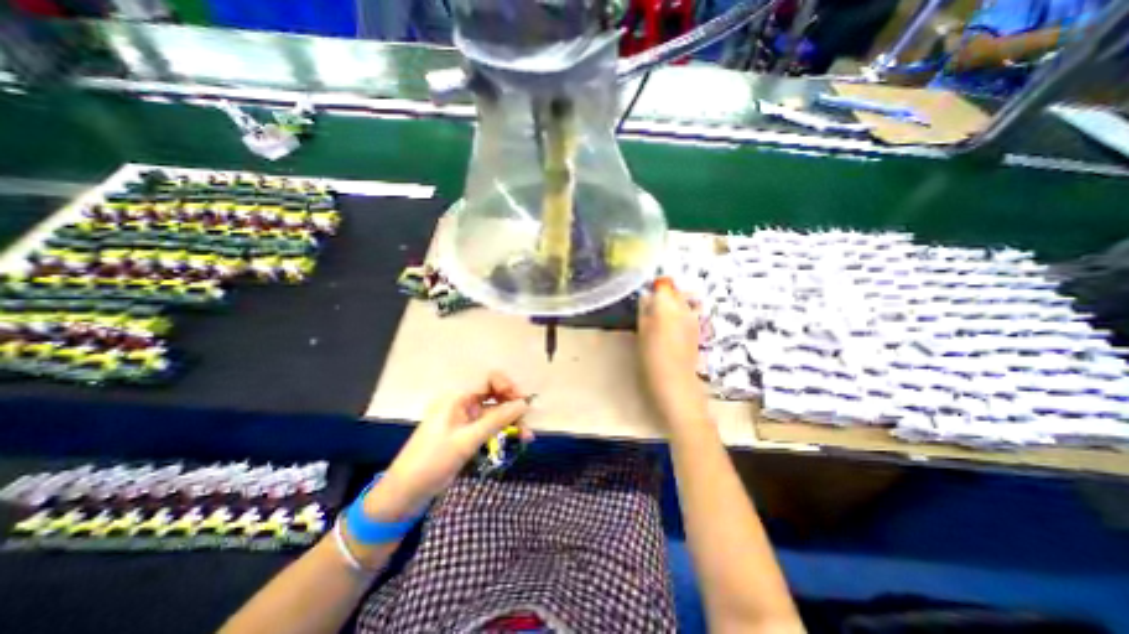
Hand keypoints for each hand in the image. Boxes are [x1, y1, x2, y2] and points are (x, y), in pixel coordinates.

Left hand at [364, 371, 533, 519]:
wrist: (404, 494)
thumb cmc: (432, 462)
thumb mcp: (467, 440)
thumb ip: (497, 420)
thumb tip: (524, 404)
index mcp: (456, 397)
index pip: (488, 380)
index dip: (507, 386)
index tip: (521, 402)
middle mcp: (462, 403)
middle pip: (494, 395)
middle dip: (512, 405)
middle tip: (527, 421)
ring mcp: (464, 418)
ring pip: (494, 411)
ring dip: (511, 421)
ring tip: (527, 436)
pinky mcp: (466, 433)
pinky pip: (489, 425)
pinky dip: (503, 431)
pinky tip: (518, 439)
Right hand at [634, 280, 703, 422]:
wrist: (674, 380)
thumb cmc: (651, 356)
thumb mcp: (642, 331)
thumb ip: (644, 309)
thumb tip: (647, 297)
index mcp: (666, 305)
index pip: (663, 285)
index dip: (654, 289)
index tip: (646, 300)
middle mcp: (684, 307)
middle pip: (674, 291)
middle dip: (663, 296)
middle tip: (651, 311)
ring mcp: (694, 318)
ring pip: (683, 301)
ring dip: (673, 305)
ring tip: (661, 321)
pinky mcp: (698, 329)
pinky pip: (689, 313)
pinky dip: (681, 315)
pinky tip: (672, 330)